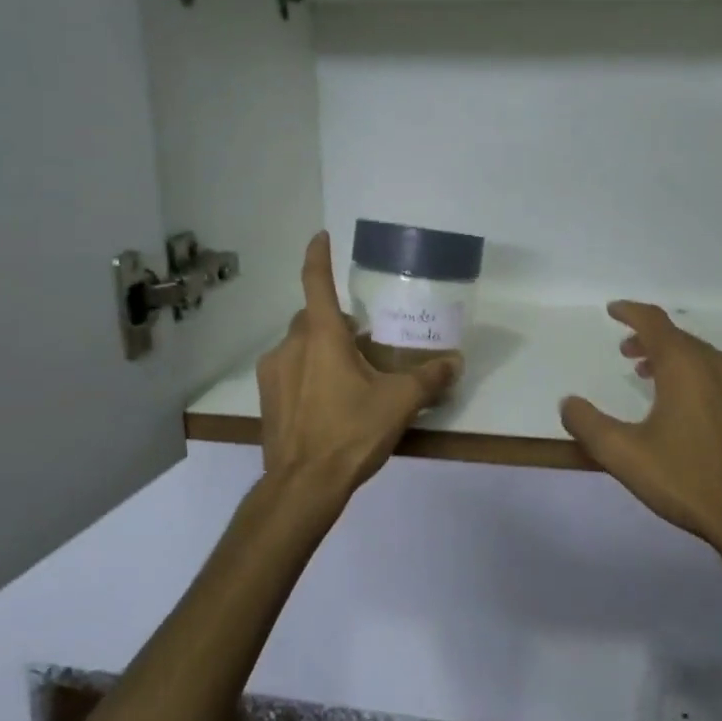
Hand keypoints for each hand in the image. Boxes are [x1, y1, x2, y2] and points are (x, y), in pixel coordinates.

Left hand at [256, 232, 460, 496]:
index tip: (320, 235)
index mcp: (321, 337)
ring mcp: (272, 373)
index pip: (315, 282)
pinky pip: (289, 371)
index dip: (318, 255)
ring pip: (298, 346)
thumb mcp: (399, 403)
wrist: (302, 485)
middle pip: (310, 318)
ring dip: (320, 349)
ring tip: (348, 376)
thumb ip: (429, 378)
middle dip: (334, 321)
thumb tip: (455, 361)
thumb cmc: (351, 432)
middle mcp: (290, 346)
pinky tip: (328, 402)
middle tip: (363, 340)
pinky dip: (307, 373)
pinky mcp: (266, 399)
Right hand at [559, 303, 721, 558]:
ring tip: (649, 374)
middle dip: (649, 338)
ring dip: (671, 357)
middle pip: (678, 337)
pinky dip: (694, 374)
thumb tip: (568, 402)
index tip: (613, 310)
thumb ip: (588, 424)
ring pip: (700, 356)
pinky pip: (718, 375)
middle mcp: (716, 366)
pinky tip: (686, 405)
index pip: (654, 322)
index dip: (631, 312)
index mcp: (685, 366)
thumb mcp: (624, 454)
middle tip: (625, 351)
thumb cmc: (687, 480)